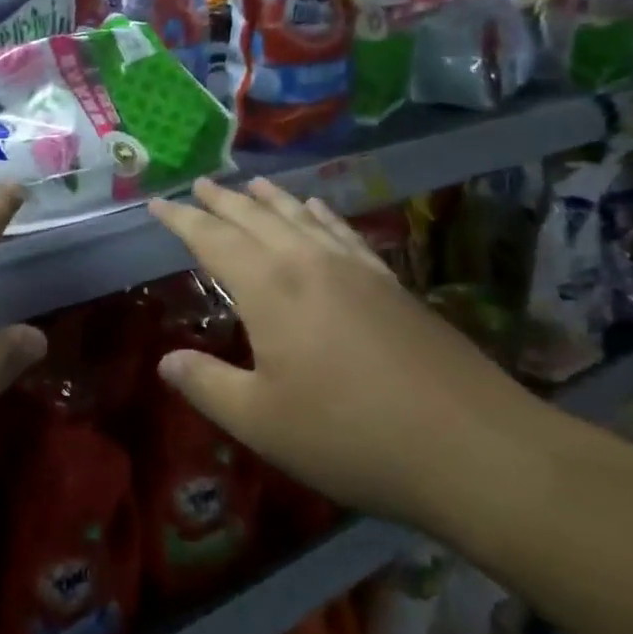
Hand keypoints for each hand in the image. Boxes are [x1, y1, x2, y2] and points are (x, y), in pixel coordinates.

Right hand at [148, 177, 561, 531]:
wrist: (474, 449)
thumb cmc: (351, 436)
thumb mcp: (261, 421)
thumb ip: (207, 385)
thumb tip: (165, 360)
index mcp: (269, 287)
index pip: (212, 238)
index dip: (181, 219)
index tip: (157, 203)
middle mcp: (308, 262)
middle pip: (255, 217)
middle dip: (223, 200)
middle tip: (200, 184)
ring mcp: (355, 269)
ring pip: (301, 217)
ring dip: (271, 198)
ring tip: (252, 183)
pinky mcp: (391, 284)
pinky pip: (344, 232)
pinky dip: (323, 214)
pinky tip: (319, 209)